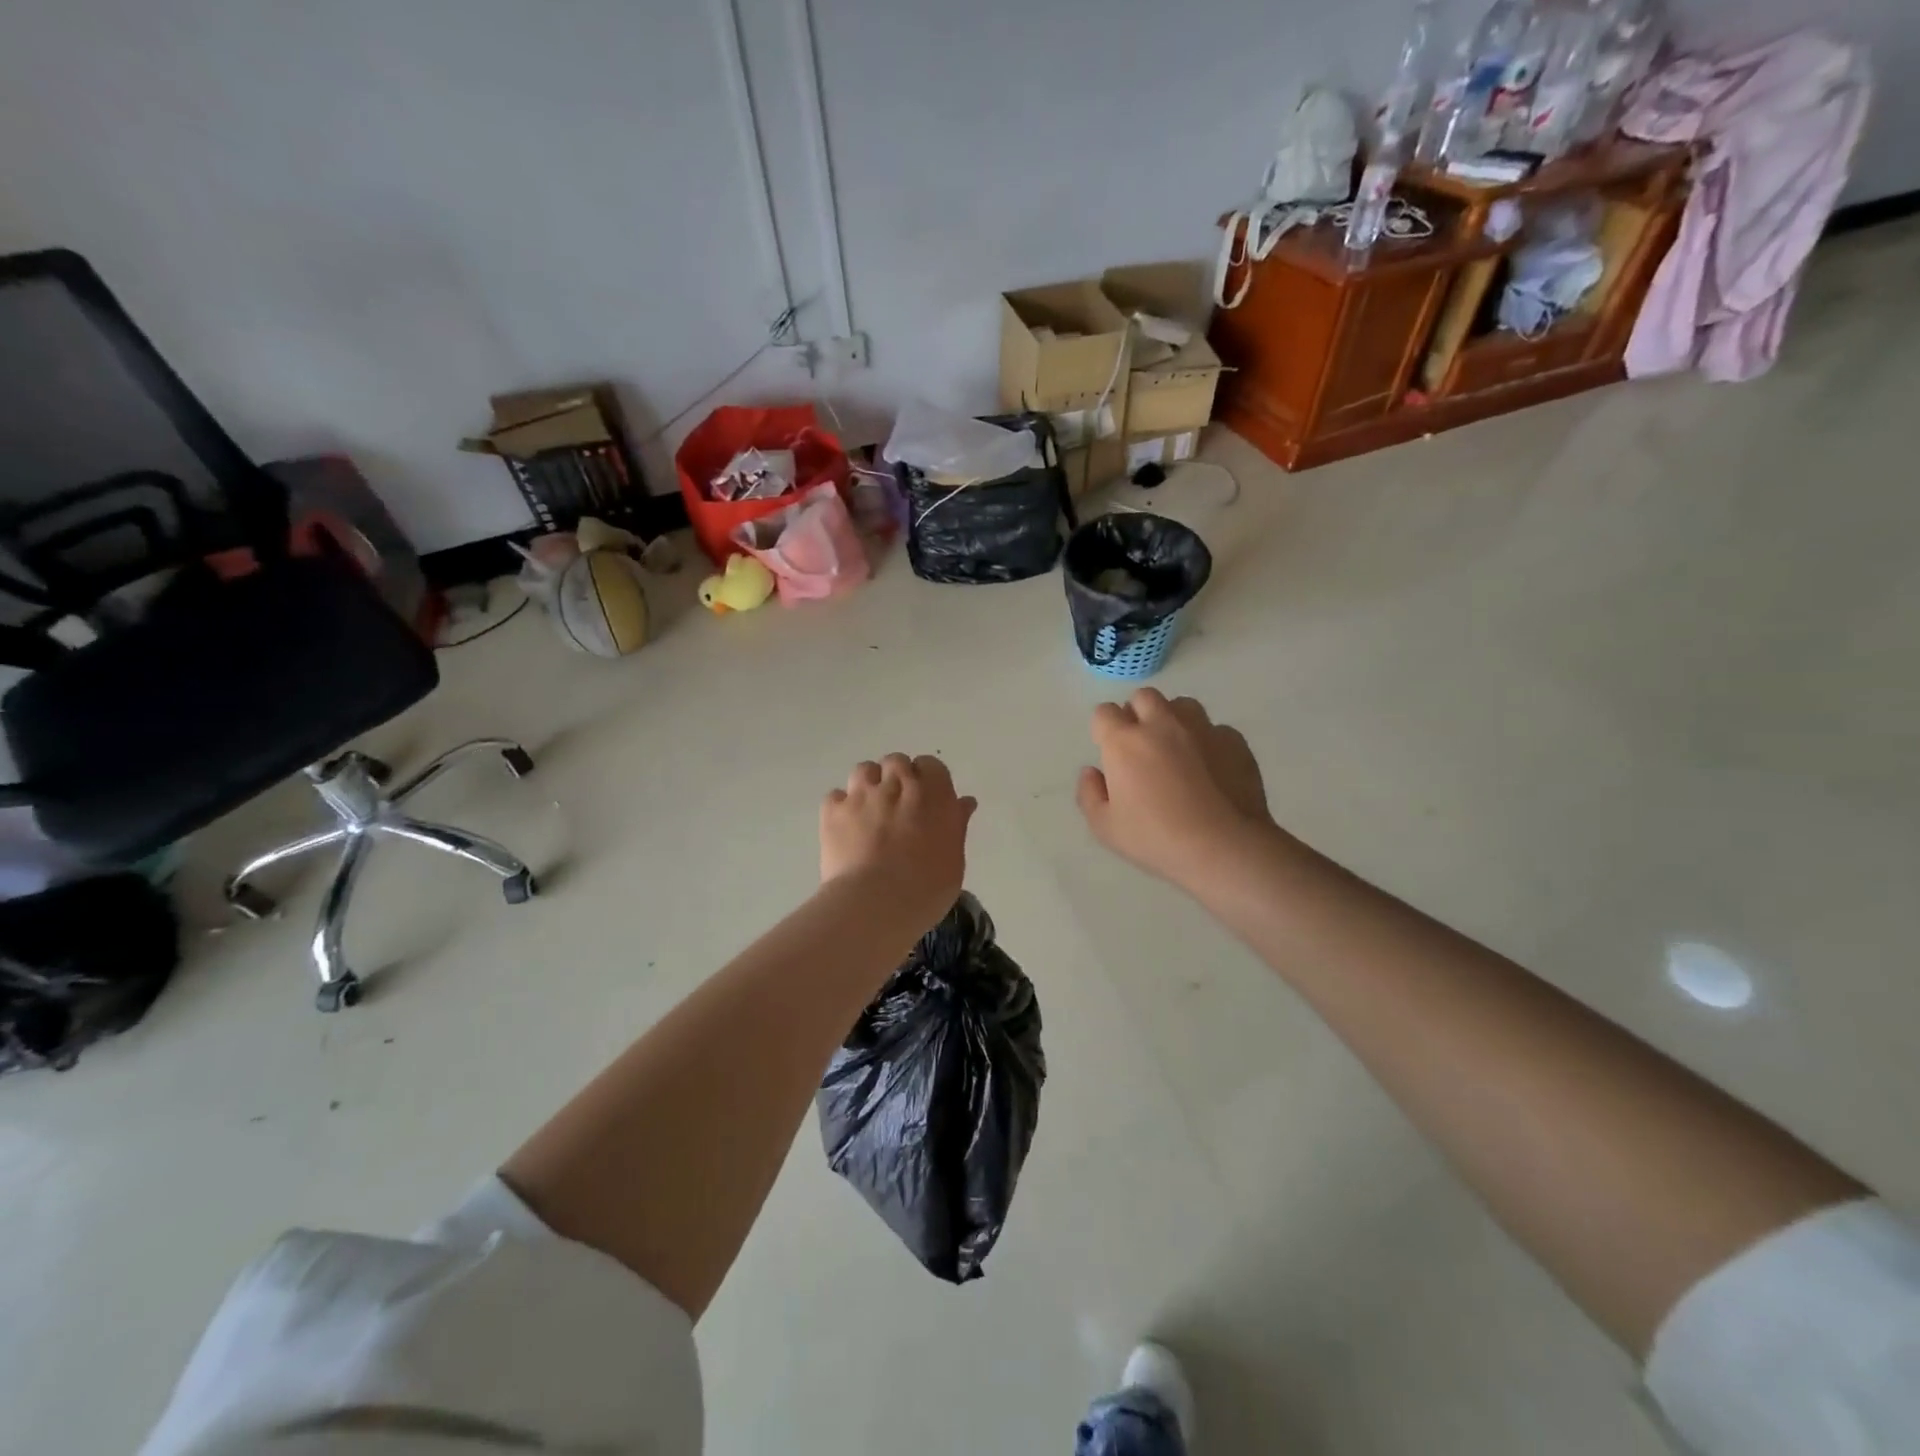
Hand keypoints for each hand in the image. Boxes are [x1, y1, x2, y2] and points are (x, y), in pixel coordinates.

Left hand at [821, 754, 976, 925]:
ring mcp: (862, 794)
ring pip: (864, 770)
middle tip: (898, 806)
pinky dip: (841, 807)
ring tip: (869, 811)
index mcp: (933, 794)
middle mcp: (898, 784)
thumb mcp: (954, 861)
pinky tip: (845, 826)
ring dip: (869, 784)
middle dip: (897, 777)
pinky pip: (836, 796)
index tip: (927, 801)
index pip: (932, 766)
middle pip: (896, 762)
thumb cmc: (926, 888)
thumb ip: (956, 825)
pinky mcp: (833, 810)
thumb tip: (962, 803)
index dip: (928, 781)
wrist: (875, 903)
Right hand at [1077, 689, 1279, 892]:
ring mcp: (1202, 729)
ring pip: (1182, 705)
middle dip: (1137, 714)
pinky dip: (1208, 741)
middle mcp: (1162, 724)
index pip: (1104, 712)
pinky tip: (1210, 768)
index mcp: (1124, 742)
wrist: (1225, 847)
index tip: (1110, 751)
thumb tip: (1092, 772)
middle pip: (1143, 697)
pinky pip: (1215, 729)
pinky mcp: (1234, 741)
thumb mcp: (1105, 828)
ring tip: (1177, 749)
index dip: (1104, 729)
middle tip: (1141, 746)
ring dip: (1173, 719)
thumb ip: (1089, 794)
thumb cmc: (1156, 839)